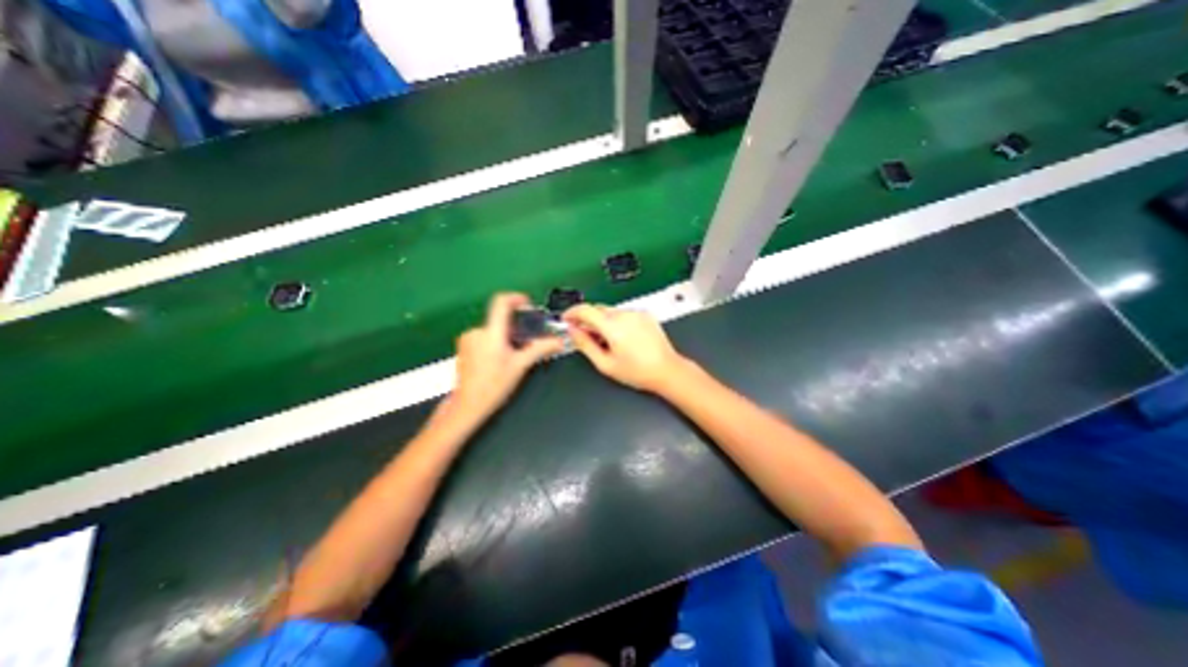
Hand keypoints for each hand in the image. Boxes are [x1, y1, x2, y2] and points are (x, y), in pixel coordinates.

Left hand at [448, 295, 561, 423]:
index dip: (516, 298)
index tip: (526, 304)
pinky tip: (497, 361)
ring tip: (509, 357)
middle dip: (514, 329)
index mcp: (491, 333)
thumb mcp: (521, 366)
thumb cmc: (493, 386)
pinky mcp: (463, 347)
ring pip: (492, 331)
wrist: (468, 405)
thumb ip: (540, 349)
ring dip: (503, 338)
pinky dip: (493, 344)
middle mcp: (476, 332)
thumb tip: (557, 341)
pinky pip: (483, 338)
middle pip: (500, 320)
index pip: (501, 302)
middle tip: (523, 345)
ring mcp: (468, 340)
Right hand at [562, 306, 687, 394]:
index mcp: (613, 326)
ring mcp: (636, 313)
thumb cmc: (638, 371)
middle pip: (597, 309)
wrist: (667, 370)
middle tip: (585, 335)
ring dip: (602, 321)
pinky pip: (624, 313)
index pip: (585, 310)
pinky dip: (617, 321)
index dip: (572, 313)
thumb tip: (573, 331)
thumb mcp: (605, 364)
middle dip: (587, 320)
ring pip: (610, 311)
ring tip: (607, 341)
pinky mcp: (645, 314)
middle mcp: (625, 315)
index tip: (566, 319)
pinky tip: (621, 337)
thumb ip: (585, 345)